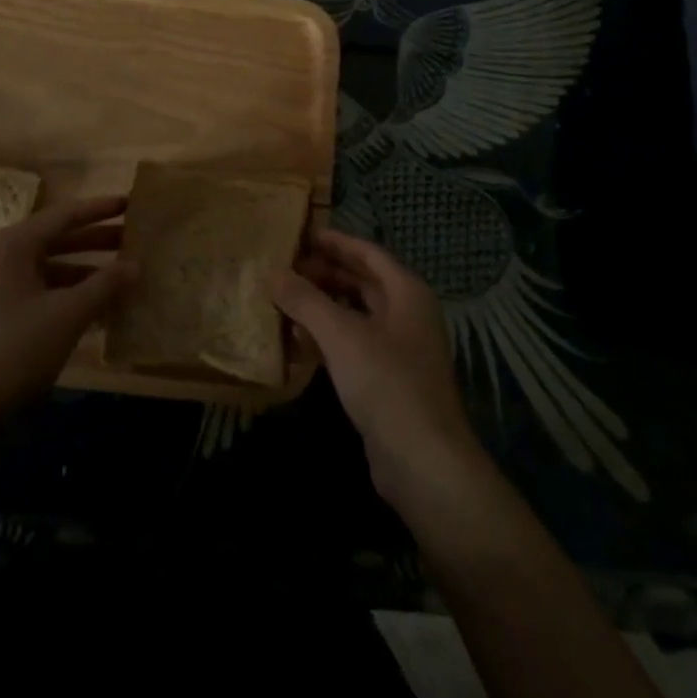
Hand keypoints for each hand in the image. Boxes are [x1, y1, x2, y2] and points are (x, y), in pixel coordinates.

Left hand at [0, 196, 135, 421]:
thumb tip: (136, 265)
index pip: (66, 215)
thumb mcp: (67, 314)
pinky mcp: (1, 315)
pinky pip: (44, 293)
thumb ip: (105, 285)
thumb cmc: (14, 348)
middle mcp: (4, 257)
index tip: (131, 203)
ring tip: (126, 277)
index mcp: (14, 244)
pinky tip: (102, 310)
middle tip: (135, 239)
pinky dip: (72, 296)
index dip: (101, 209)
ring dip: (88, 273)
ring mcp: (0, 287)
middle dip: (98, 241)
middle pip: (59, 240)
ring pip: (53, 269)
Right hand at [274, 229, 481, 503]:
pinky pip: (353, 345)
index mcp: (406, 292)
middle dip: (324, 273)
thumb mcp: (341, 334)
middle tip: (285, 267)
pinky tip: (297, 341)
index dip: (335, 241)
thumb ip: (305, 300)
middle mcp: (407, 314)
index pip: (368, 252)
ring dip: (322, 306)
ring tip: (284, 299)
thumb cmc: (386, 382)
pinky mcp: (387, 381)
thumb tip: (273, 272)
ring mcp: (399, 350)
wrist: (423, 462)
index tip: (301, 234)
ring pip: (355, 314)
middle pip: (362, 282)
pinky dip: (327, 338)